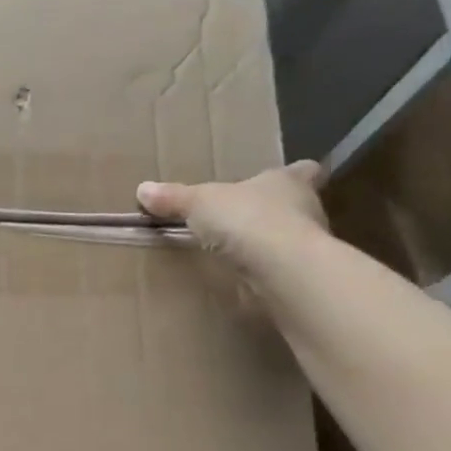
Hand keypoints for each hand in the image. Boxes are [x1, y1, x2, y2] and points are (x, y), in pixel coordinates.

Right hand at [136, 161, 328, 274]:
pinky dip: (266, 273)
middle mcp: (306, 209)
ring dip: (270, 245)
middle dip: (275, 212)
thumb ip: (174, 198)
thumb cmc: (247, 219)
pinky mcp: (301, 277)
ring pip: (290, 239)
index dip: (295, 173)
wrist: (282, 269)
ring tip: (241, 252)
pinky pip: (281, 270)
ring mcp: (308, 245)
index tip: (287, 178)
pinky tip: (244, 279)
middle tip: (247, 218)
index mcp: (288, 182)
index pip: (302, 171)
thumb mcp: (199, 202)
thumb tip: (143, 189)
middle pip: (296, 206)